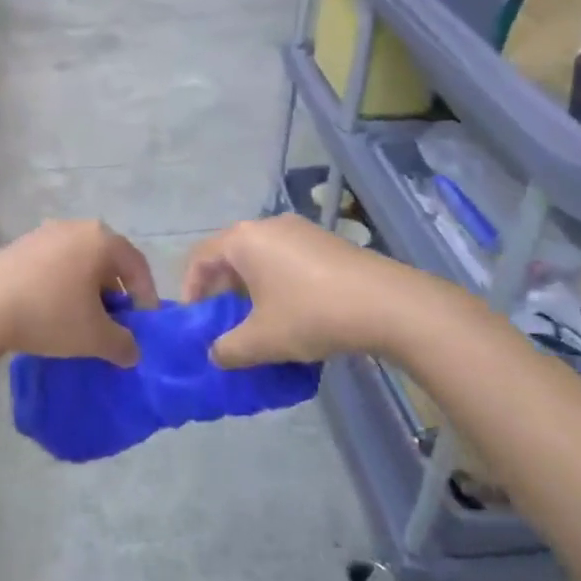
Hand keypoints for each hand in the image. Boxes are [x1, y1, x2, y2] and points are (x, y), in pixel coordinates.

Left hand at [0, 220, 158, 366]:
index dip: (146, 296)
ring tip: (81, 320)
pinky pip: (52, 265)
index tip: (144, 325)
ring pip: (78, 262)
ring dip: (86, 289)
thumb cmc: (49, 314)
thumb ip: (123, 344)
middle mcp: (74, 227)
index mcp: (101, 239)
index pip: (137, 265)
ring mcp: (42, 233)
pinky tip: (50, 312)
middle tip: (114, 323)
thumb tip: (132, 351)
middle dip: (114, 293)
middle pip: (107, 260)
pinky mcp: (17, 246)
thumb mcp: (94, 337)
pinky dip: (60, 285)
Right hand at [183, 216, 430, 367]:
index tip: (196, 321)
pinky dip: (278, 285)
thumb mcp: (262, 339)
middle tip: (224, 324)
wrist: (389, 305)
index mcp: (243, 239)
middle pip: (230, 255)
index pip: (200, 257)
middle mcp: (268, 226)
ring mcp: (301, 231)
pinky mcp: (326, 243)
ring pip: (261, 259)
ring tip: (258, 324)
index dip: (190, 289)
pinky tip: (293, 315)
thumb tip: (215, 354)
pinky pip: (287, 261)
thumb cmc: (312, 314)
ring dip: (252, 290)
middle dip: (222, 291)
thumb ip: (228, 349)